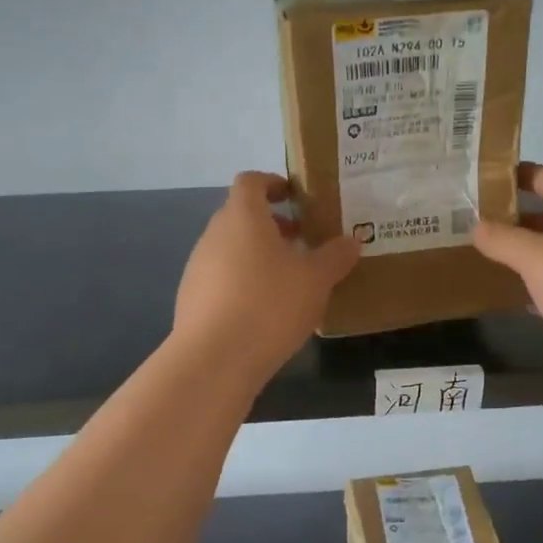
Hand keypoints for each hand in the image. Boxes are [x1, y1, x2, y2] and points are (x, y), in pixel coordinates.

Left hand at [173, 172, 360, 387]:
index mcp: (242, 217)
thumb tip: (351, 240)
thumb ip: (335, 256)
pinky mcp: (191, 298)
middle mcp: (214, 234)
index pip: (250, 182)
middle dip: (271, 223)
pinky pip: (221, 277)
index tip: (295, 196)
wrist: (214, 360)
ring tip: (288, 280)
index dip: (272, 183)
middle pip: (240, 215)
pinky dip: (242, 281)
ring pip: (231, 248)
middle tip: (302, 240)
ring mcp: (197, 267)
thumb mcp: (315, 280)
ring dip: (257, 254)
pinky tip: (264, 311)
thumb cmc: (269, 305)